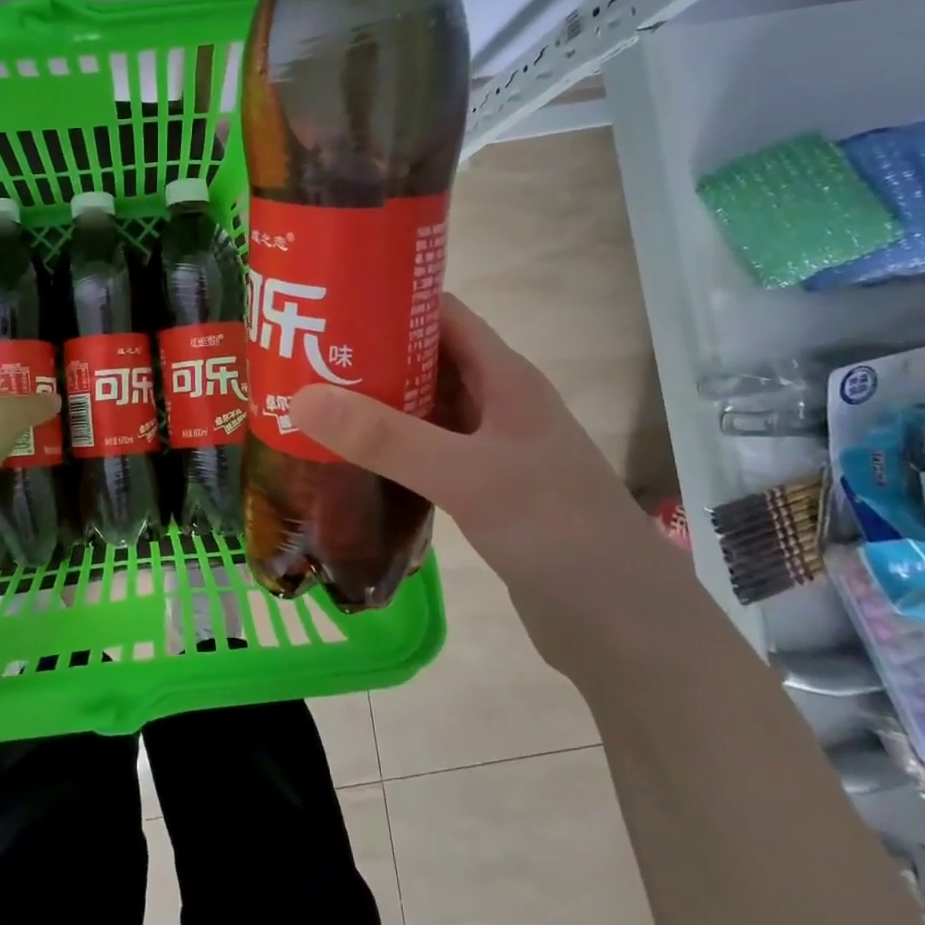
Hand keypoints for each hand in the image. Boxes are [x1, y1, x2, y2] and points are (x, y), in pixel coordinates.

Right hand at [288, 294, 705, 675]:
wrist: (622, 625)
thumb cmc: (556, 530)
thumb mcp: (467, 476)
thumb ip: (386, 438)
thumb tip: (301, 397)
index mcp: (504, 377)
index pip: (441, 313)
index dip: (388, 299)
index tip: (327, 302)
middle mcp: (496, 403)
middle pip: (424, 359)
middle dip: (367, 354)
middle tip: (302, 357)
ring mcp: (489, 448)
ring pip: (421, 409)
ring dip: (373, 404)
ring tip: (310, 403)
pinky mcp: (479, 490)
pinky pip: (423, 453)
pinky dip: (386, 449)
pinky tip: (347, 460)